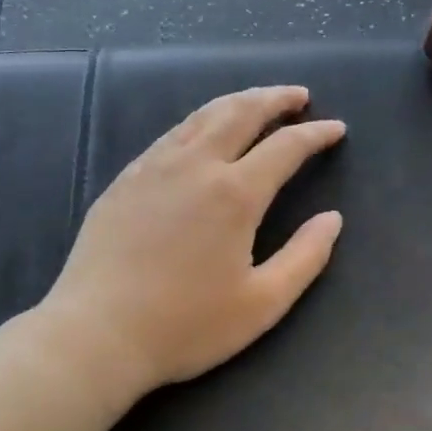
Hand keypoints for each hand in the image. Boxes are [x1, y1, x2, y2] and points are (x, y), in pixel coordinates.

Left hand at [37, 86, 345, 400]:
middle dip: (275, 98)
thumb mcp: (262, 303)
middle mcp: (196, 166)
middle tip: (299, 95)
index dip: (315, 134)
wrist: (96, 335)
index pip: (286, 147)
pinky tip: (203, 131)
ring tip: (258, 101)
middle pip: (241, 112)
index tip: (336, 128)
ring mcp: (154, 167)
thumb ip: (305, 257)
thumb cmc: (186, 325)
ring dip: (237, 102)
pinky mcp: (126, 179)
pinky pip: (172, 134)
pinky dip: (200, 121)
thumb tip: (332, 219)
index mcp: (235, 194)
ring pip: (203, 116)